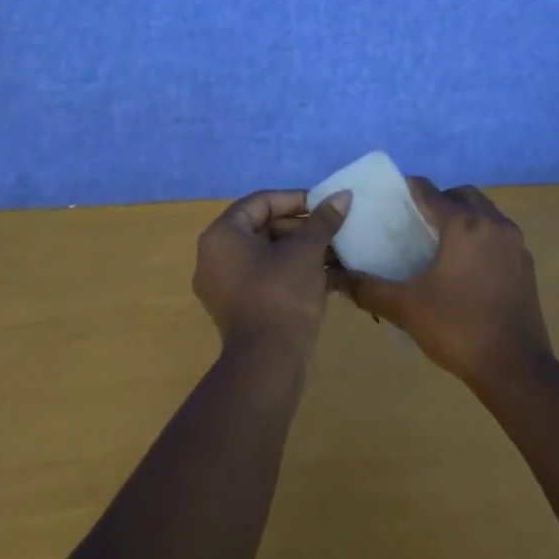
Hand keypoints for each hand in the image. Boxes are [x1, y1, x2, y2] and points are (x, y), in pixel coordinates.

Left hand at [194, 189, 351, 357]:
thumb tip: (343, 195)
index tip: (326, 205)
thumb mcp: (307, 252)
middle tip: (334, 230)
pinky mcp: (239, 307)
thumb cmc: (282, 295)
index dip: (296, 199)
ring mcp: (224, 285)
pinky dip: (292, 272)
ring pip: (268, 254)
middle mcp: (215, 256)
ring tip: (336, 252)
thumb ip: (323, 220)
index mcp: (223, 235)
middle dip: (302, 228)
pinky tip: (327, 276)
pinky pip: (266, 277)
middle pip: (263, 227)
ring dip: (302, 250)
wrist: (268, 364)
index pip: (261, 202)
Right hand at [331, 180, 552, 392]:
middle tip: (416, 222)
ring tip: (440, 243)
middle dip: (439, 201)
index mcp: (463, 224)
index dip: (407, 190)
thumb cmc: (457, 329)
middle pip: (462, 195)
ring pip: (485, 213)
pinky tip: (466, 266)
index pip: (429, 192)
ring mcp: (515, 243)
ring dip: (463, 217)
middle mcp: (493, 223)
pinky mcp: (526, 263)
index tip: (390, 199)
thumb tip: (334, 279)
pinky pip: (499, 235)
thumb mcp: (405, 308)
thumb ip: (367, 289)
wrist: (515, 368)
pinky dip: (481, 237)